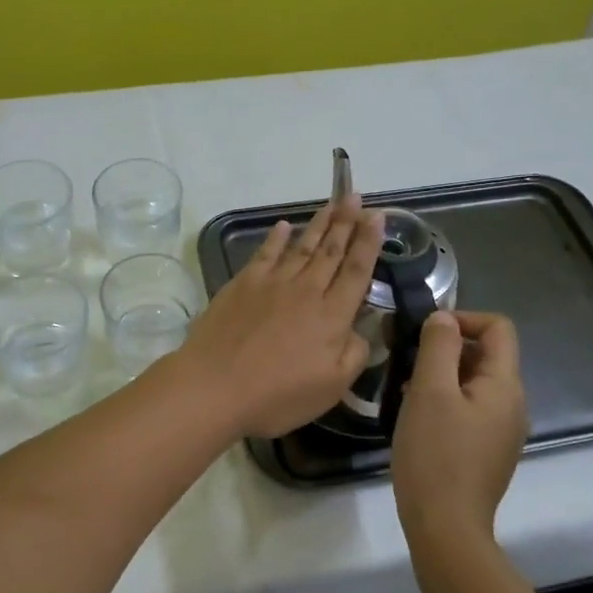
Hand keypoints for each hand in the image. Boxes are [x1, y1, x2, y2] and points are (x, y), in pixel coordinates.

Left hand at [177, 194, 383, 438]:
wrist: (215, 385)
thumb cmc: (277, 395)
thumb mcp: (331, 388)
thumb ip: (353, 355)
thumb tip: (360, 330)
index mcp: (331, 316)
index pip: (356, 271)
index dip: (369, 243)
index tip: (378, 217)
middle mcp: (305, 291)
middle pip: (331, 251)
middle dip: (346, 222)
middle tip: (355, 196)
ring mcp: (271, 284)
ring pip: (301, 246)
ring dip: (318, 224)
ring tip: (332, 203)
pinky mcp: (243, 284)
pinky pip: (265, 254)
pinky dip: (276, 238)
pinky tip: (283, 226)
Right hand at [391, 311, 527, 542]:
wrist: (446, 527)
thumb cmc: (435, 454)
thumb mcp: (430, 391)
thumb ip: (438, 347)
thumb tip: (444, 318)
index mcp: (505, 385)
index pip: (499, 327)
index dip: (464, 317)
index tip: (426, 332)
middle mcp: (512, 404)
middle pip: (487, 354)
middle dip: (448, 347)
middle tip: (408, 359)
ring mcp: (502, 430)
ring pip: (474, 383)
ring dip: (442, 374)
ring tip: (406, 388)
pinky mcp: (488, 451)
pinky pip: (470, 408)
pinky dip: (445, 400)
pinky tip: (417, 416)